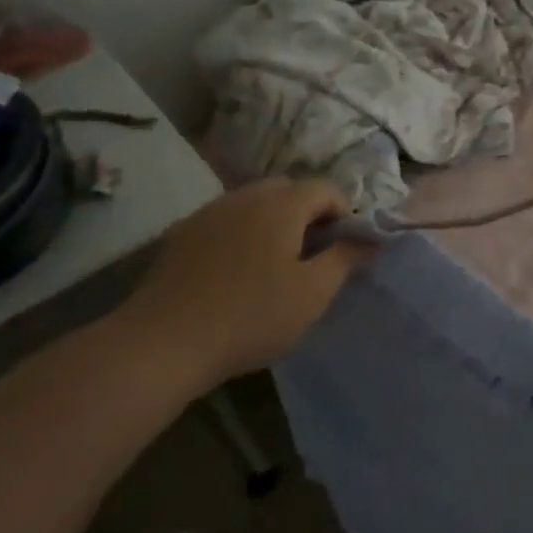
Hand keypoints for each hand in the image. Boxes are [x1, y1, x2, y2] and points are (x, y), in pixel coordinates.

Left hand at [111, 179, 371, 396]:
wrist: (162, 343)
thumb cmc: (252, 316)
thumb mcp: (313, 293)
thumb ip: (346, 259)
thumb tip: (370, 239)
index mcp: (281, 205)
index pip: (326, 189)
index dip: (344, 214)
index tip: (343, 250)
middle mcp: (244, 197)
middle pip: (288, 190)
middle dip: (308, 214)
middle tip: (312, 256)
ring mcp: (208, 212)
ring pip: (254, 203)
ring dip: (274, 222)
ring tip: (275, 264)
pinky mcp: (180, 234)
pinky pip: (225, 221)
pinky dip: (242, 233)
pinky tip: (236, 272)